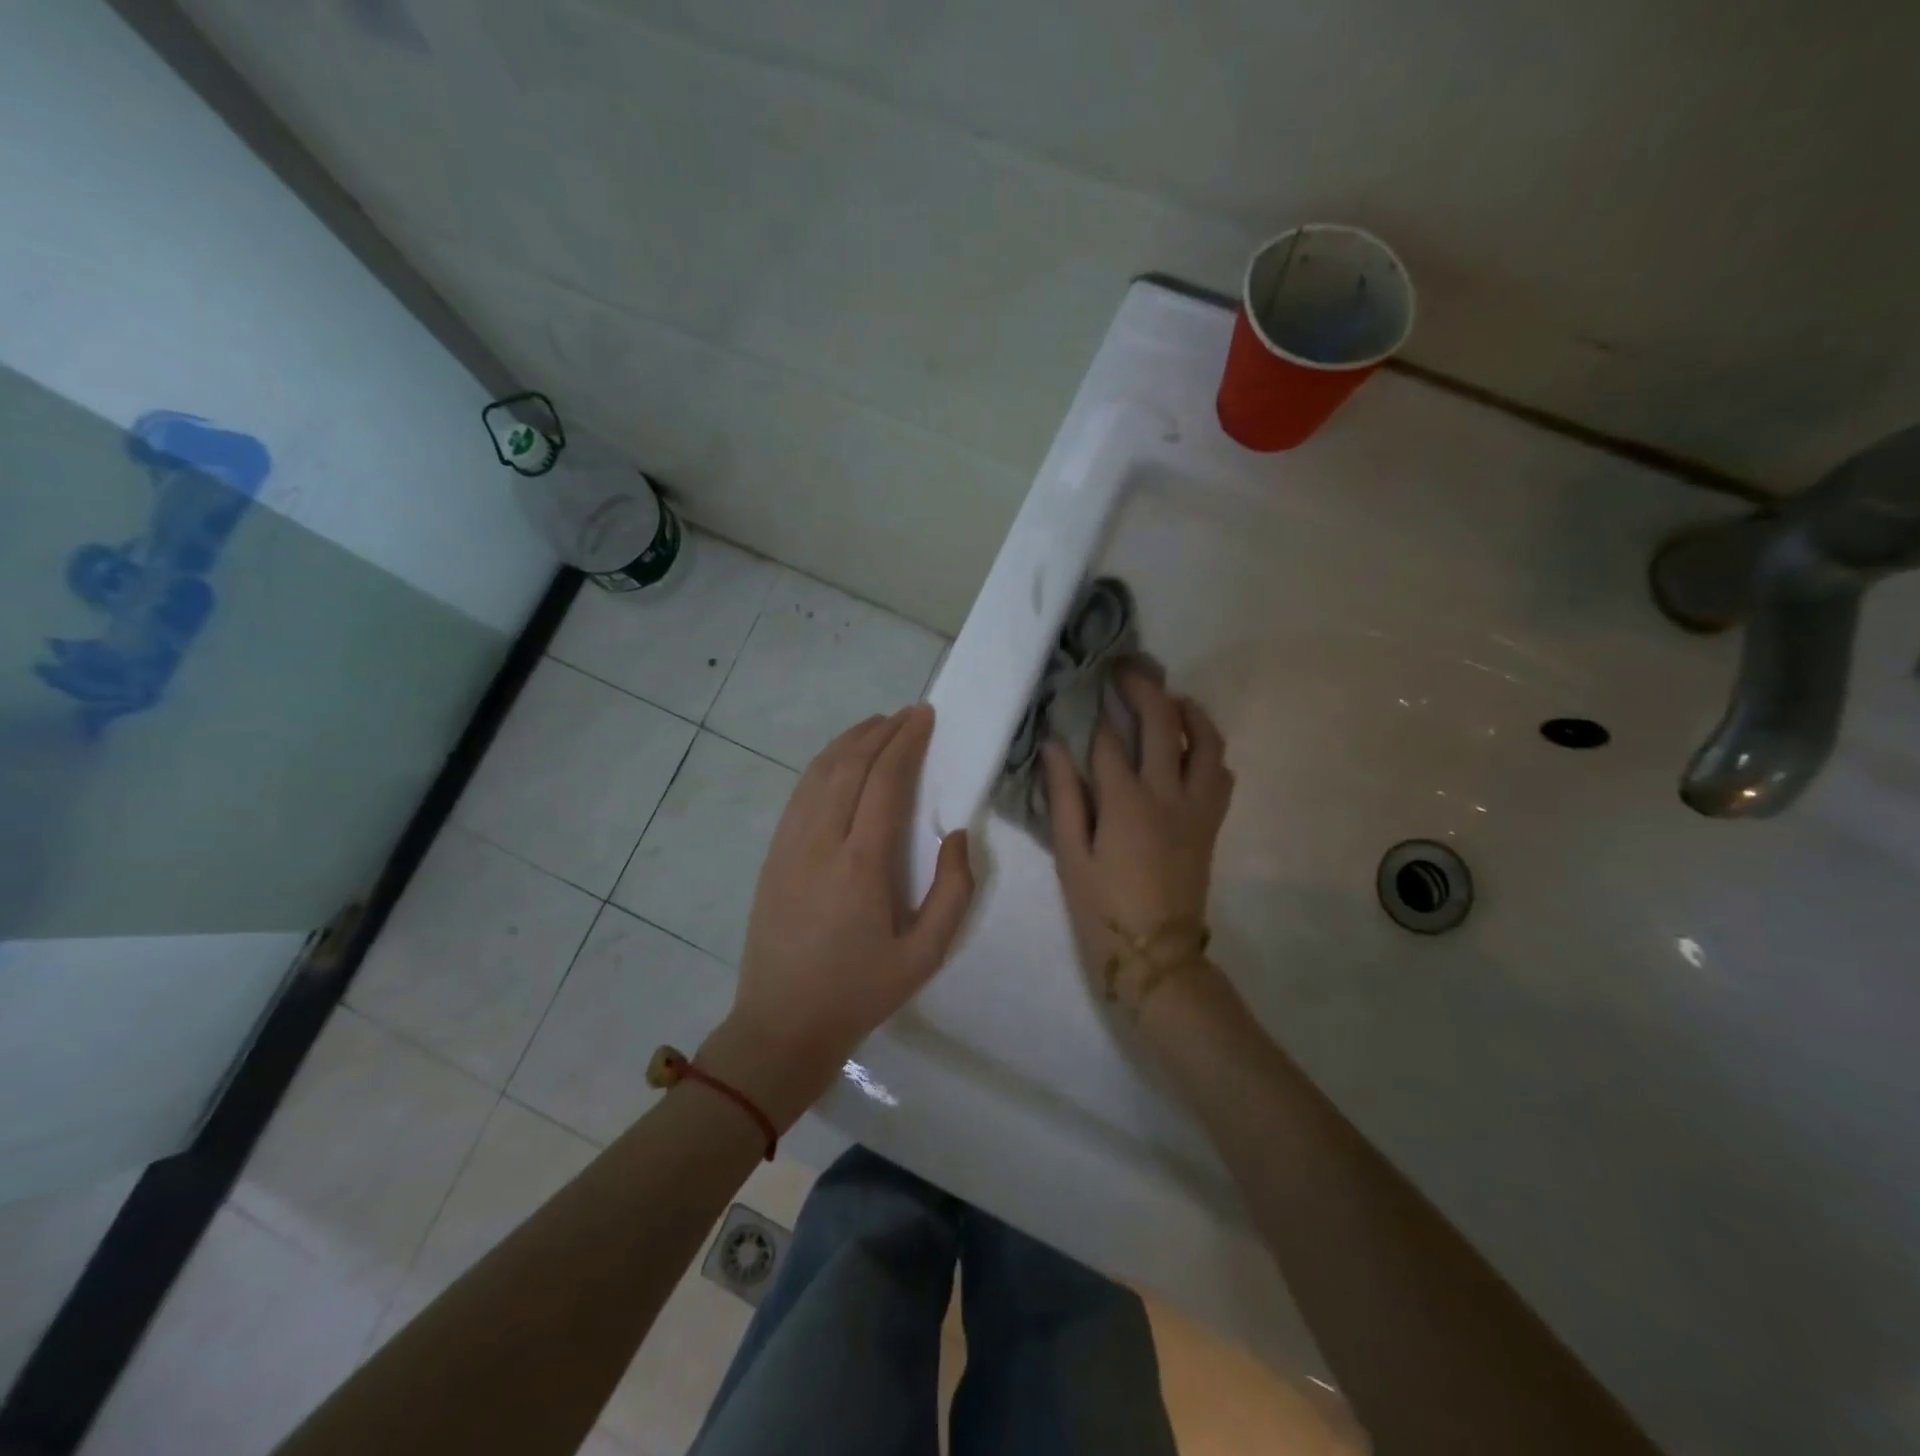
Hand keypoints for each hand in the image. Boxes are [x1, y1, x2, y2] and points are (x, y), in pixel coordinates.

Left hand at [704, 705, 974, 1126]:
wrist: (782, 1024)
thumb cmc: (860, 991)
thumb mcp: (926, 955)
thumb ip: (954, 892)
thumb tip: (957, 836)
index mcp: (861, 863)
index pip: (885, 780)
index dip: (906, 741)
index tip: (925, 717)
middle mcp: (821, 841)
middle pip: (850, 764)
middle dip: (881, 731)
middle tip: (909, 715)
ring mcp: (790, 844)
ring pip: (819, 772)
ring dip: (850, 741)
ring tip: (878, 725)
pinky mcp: (774, 854)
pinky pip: (800, 793)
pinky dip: (823, 764)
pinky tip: (839, 760)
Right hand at [1041, 669, 1234, 1006]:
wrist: (1158, 957)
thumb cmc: (1103, 910)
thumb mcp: (1070, 857)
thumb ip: (1064, 798)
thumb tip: (1054, 746)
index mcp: (1126, 803)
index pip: (1110, 741)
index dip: (1095, 714)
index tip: (1084, 691)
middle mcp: (1169, 794)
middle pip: (1163, 723)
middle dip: (1143, 688)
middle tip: (1125, 669)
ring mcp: (1197, 807)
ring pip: (1206, 742)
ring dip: (1189, 712)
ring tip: (1170, 699)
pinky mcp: (1211, 823)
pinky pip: (1221, 773)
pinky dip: (1208, 749)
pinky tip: (1191, 748)